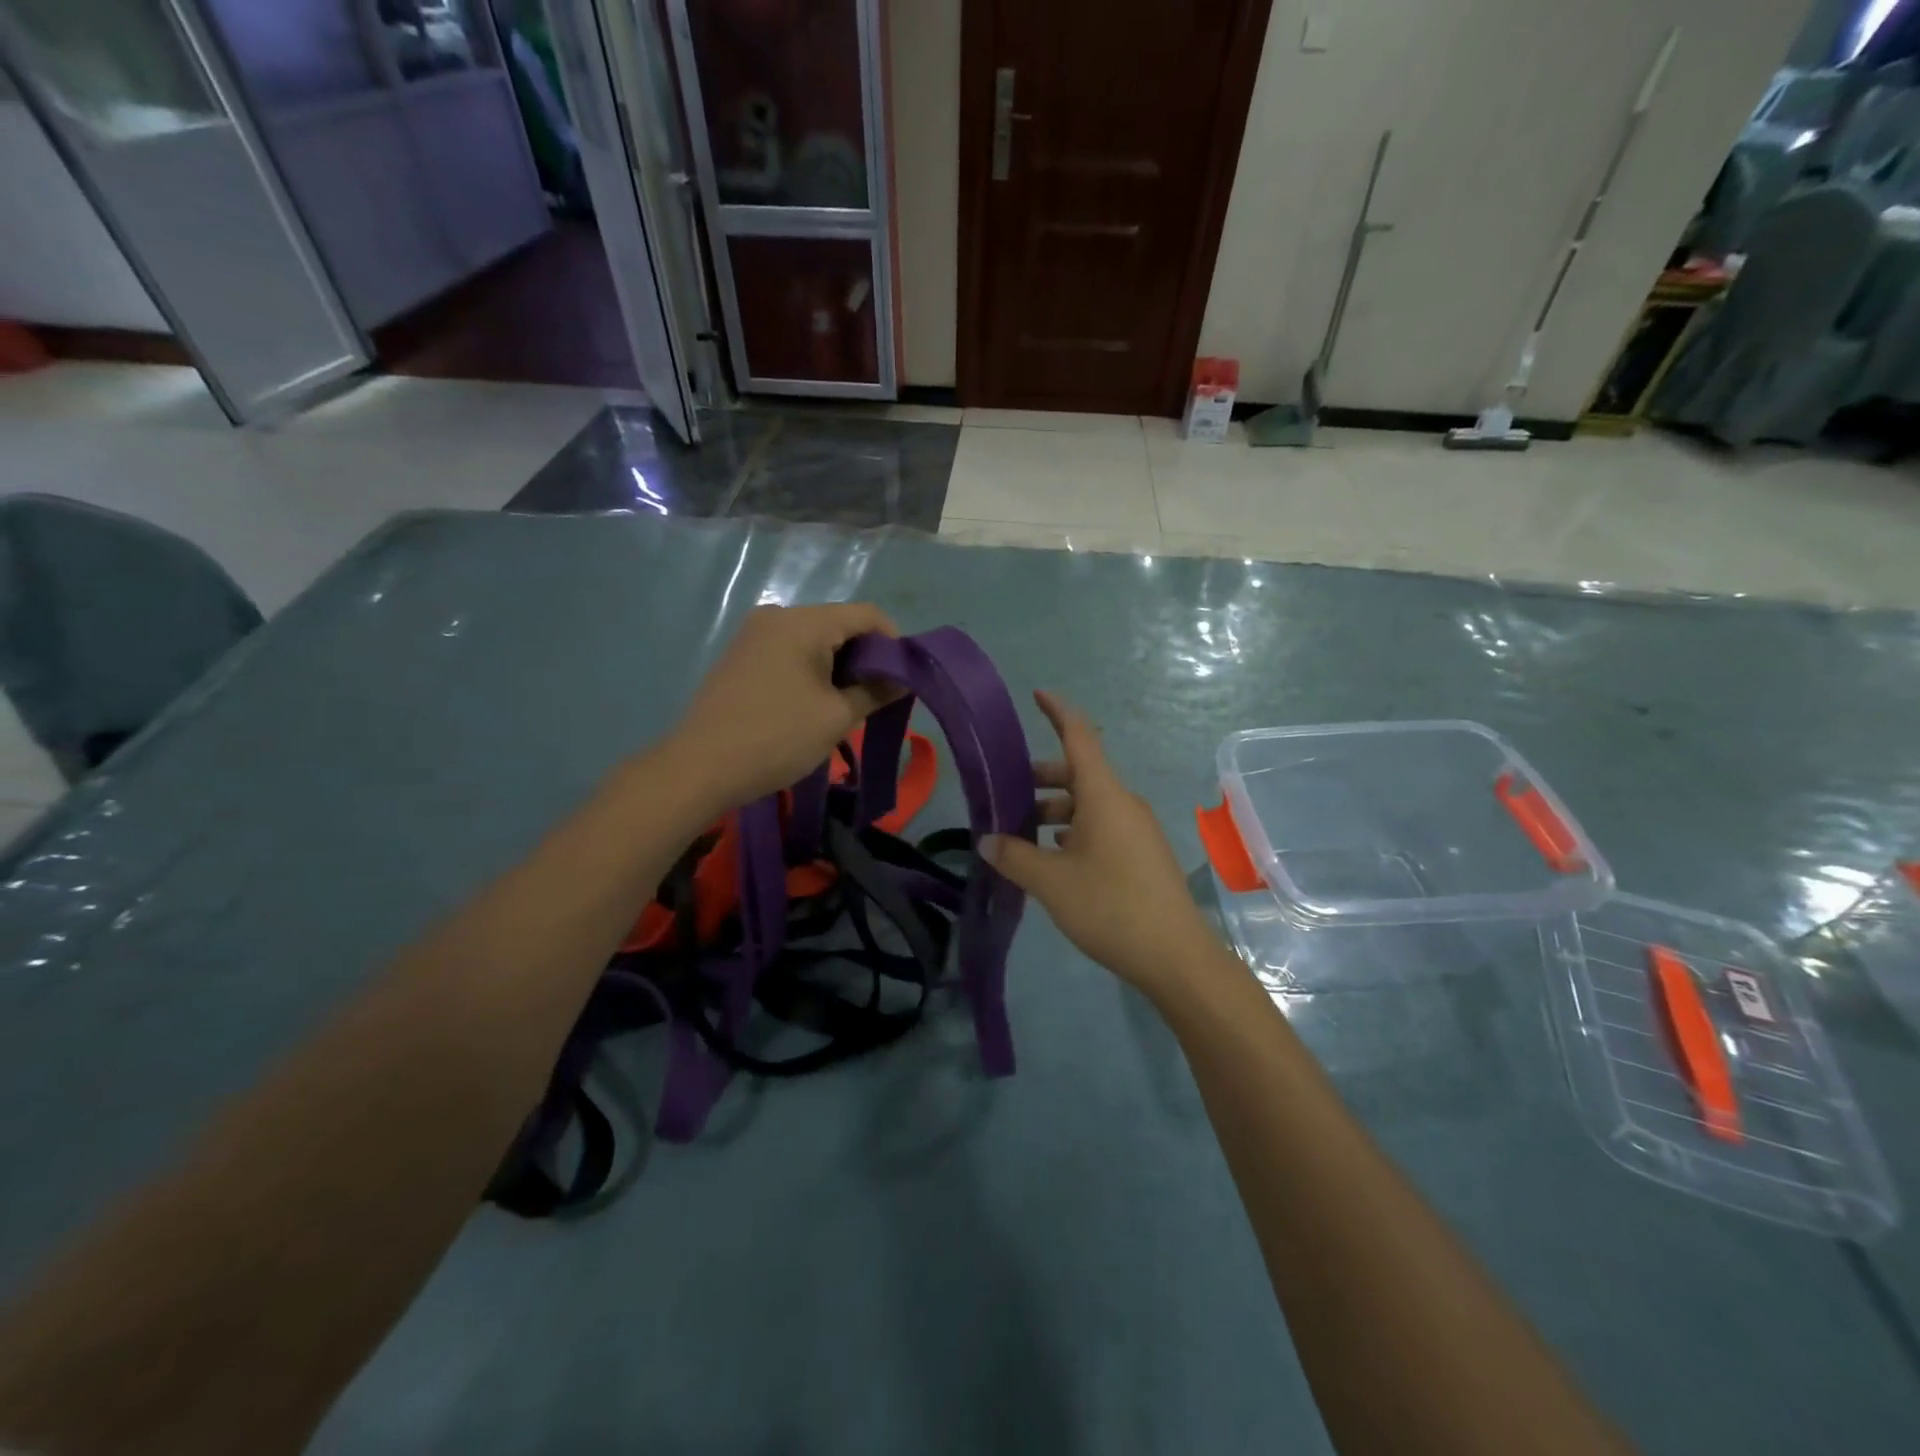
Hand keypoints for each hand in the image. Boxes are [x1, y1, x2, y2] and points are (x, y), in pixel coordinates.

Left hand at [666, 603, 900, 813]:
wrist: (700, 768)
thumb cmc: (777, 737)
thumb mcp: (837, 717)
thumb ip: (876, 691)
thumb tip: (903, 679)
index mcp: (803, 622)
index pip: (867, 615)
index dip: (894, 643)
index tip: (904, 680)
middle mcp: (777, 616)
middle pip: (840, 624)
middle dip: (866, 658)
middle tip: (878, 698)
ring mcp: (755, 635)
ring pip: (815, 640)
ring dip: (840, 668)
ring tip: (847, 707)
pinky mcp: (741, 656)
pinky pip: (791, 652)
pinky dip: (813, 671)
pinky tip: (814, 705)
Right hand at [984, 692, 1221, 999]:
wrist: (1176, 957)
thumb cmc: (1111, 908)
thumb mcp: (1052, 882)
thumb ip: (1015, 856)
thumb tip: (987, 841)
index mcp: (1104, 795)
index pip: (1080, 736)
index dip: (1058, 711)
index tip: (1037, 694)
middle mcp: (1123, 803)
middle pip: (1079, 773)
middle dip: (1042, 778)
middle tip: (1007, 794)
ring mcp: (1136, 829)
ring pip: (1089, 804)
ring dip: (1054, 811)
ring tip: (1022, 836)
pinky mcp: (1142, 854)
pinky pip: (1101, 826)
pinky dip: (1073, 831)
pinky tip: (1053, 858)